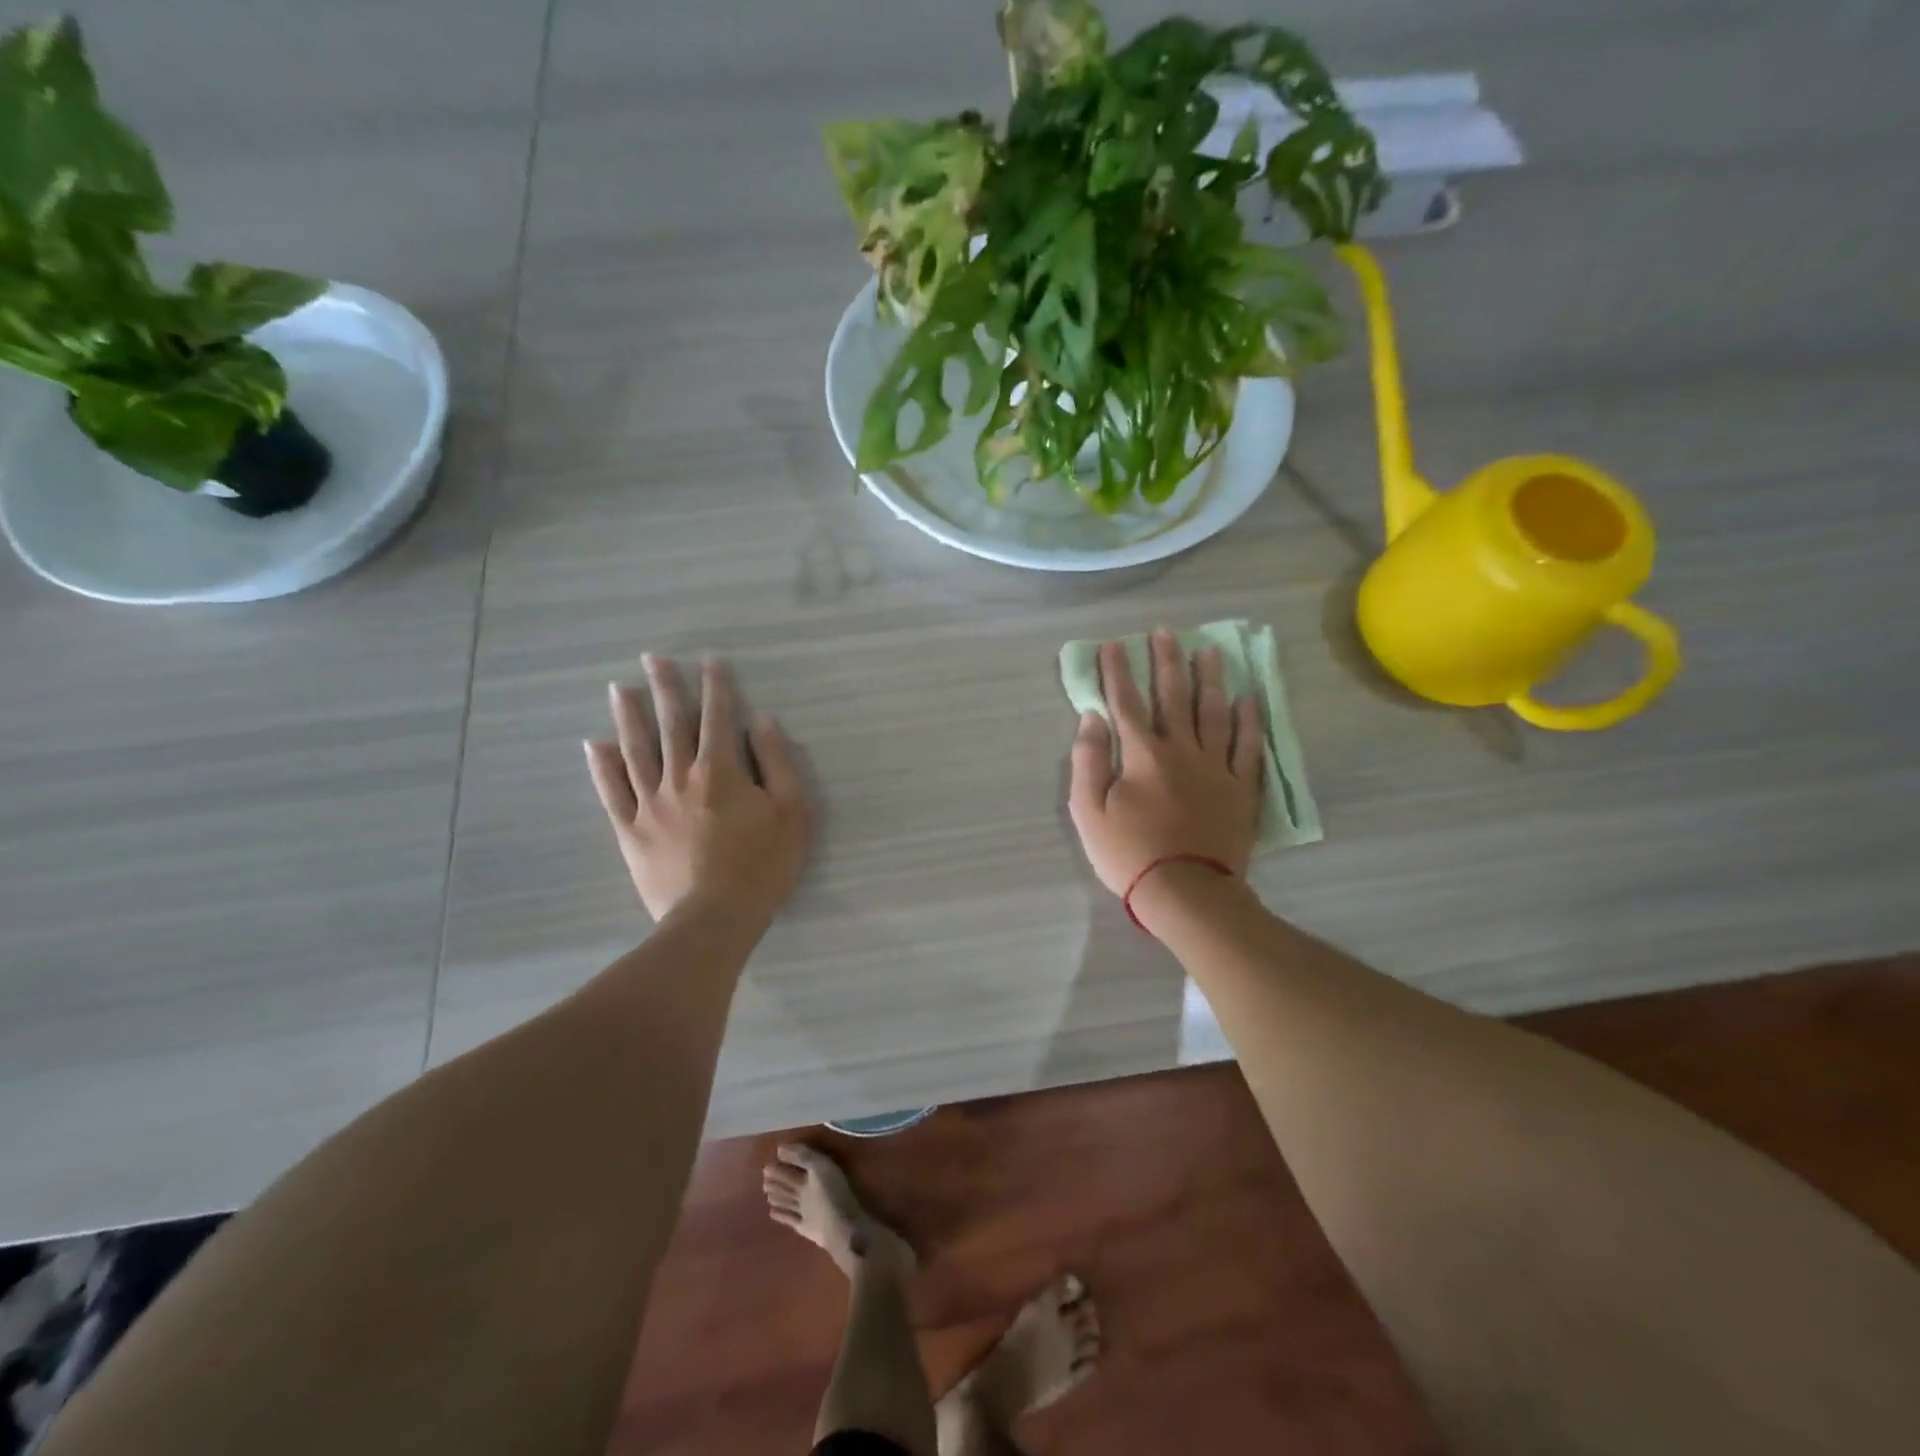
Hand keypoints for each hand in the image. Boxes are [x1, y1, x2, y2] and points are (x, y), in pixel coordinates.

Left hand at [585, 654, 811, 923]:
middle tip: (652, 658)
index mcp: (721, 771)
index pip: (719, 717)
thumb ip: (777, 763)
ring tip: (618, 689)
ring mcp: (650, 804)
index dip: (716, 686)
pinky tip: (594, 745)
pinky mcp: (631, 831)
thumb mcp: (792, 812)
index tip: (709, 660)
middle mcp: (680, 777)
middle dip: (665, 688)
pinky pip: (612, 792)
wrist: (715, 918)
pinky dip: (602, 767)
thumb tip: (762, 722)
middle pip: (671, 724)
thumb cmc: (763, 865)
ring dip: (628, 717)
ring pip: (636, 751)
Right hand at [1067, 630, 1264, 900]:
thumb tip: (1092, 717)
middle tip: (1165, 632)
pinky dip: (1248, 721)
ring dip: (1210, 678)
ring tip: (1209, 650)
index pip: (1126, 702)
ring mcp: (1217, 767)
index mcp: (1142, 754)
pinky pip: (1248, 746)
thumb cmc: (1129, 854)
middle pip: (1173, 696)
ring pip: (1214, 712)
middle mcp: (1182, 750)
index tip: (1114, 644)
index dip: (1117, 671)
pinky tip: (1247, 699)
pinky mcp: (1241, 788)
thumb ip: (1088, 760)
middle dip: (1166, 661)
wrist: (1187, 892)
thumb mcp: (1088, 812)